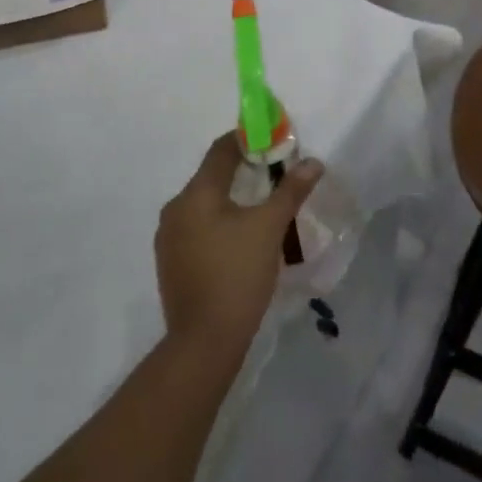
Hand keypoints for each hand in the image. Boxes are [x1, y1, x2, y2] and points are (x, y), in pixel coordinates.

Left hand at [155, 132, 322, 369]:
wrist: (204, 342)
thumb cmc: (237, 275)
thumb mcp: (270, 229)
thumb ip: (290, 191)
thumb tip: (312, 162)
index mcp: (196, 193)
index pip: (220, 151)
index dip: (244, 140)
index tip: (269, 140)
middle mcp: (175, 208)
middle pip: (210, 177)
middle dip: (241, 172)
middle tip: (271, 176)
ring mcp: (168, 238)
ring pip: (203, 205)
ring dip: (229, 200)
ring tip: (259, 209)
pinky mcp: (169, 263)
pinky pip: (196, 229)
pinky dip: (217, 224)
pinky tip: (237, 241)